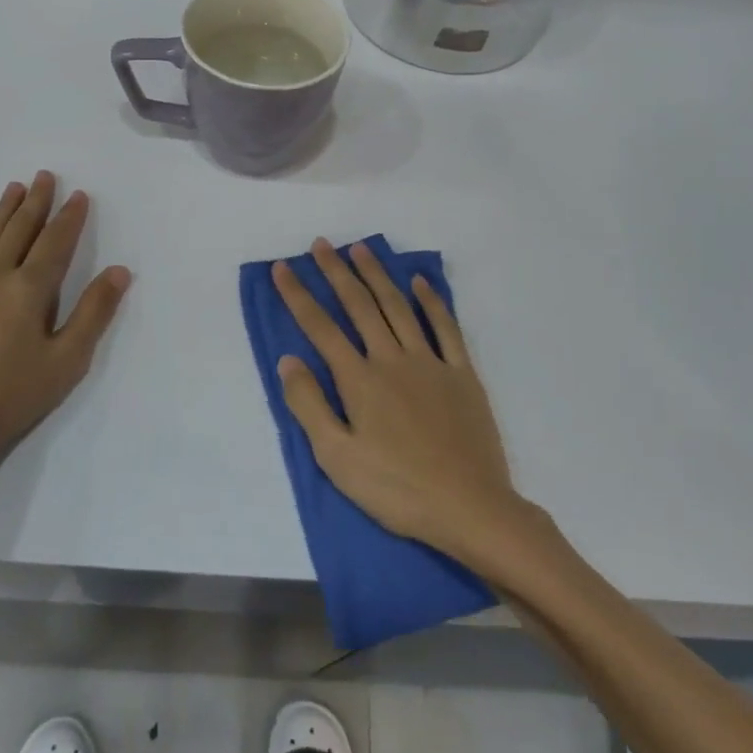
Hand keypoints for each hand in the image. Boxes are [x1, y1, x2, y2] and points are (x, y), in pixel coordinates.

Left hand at [0, 172, 130, 487]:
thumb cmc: (13, 397)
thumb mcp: (67, 360)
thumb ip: (93, 312)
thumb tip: (119, 270)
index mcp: (29, 290)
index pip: (55, 243)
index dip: (69, 218)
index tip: (79, 194)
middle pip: (19, 232)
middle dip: (36, 203)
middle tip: (45, 176)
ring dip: (2, 211)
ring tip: (14, 187)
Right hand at [272, 239, 520, 560]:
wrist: (469, 508)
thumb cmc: (396, 489)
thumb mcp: (337, 458)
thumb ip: (309, 405)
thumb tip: (288, 360)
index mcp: (359, 380)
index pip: (321, 327)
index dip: (299, 296)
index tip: (282, 268)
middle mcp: (392, 359)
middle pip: (360, 306)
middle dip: (337, 272)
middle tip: (321, 244)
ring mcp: (430, 362)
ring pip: (399, 307)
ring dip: (378, 275)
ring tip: (361, 249)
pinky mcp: (462, 374)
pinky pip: (446, 327)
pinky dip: (431, 301)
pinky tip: (420, 282)